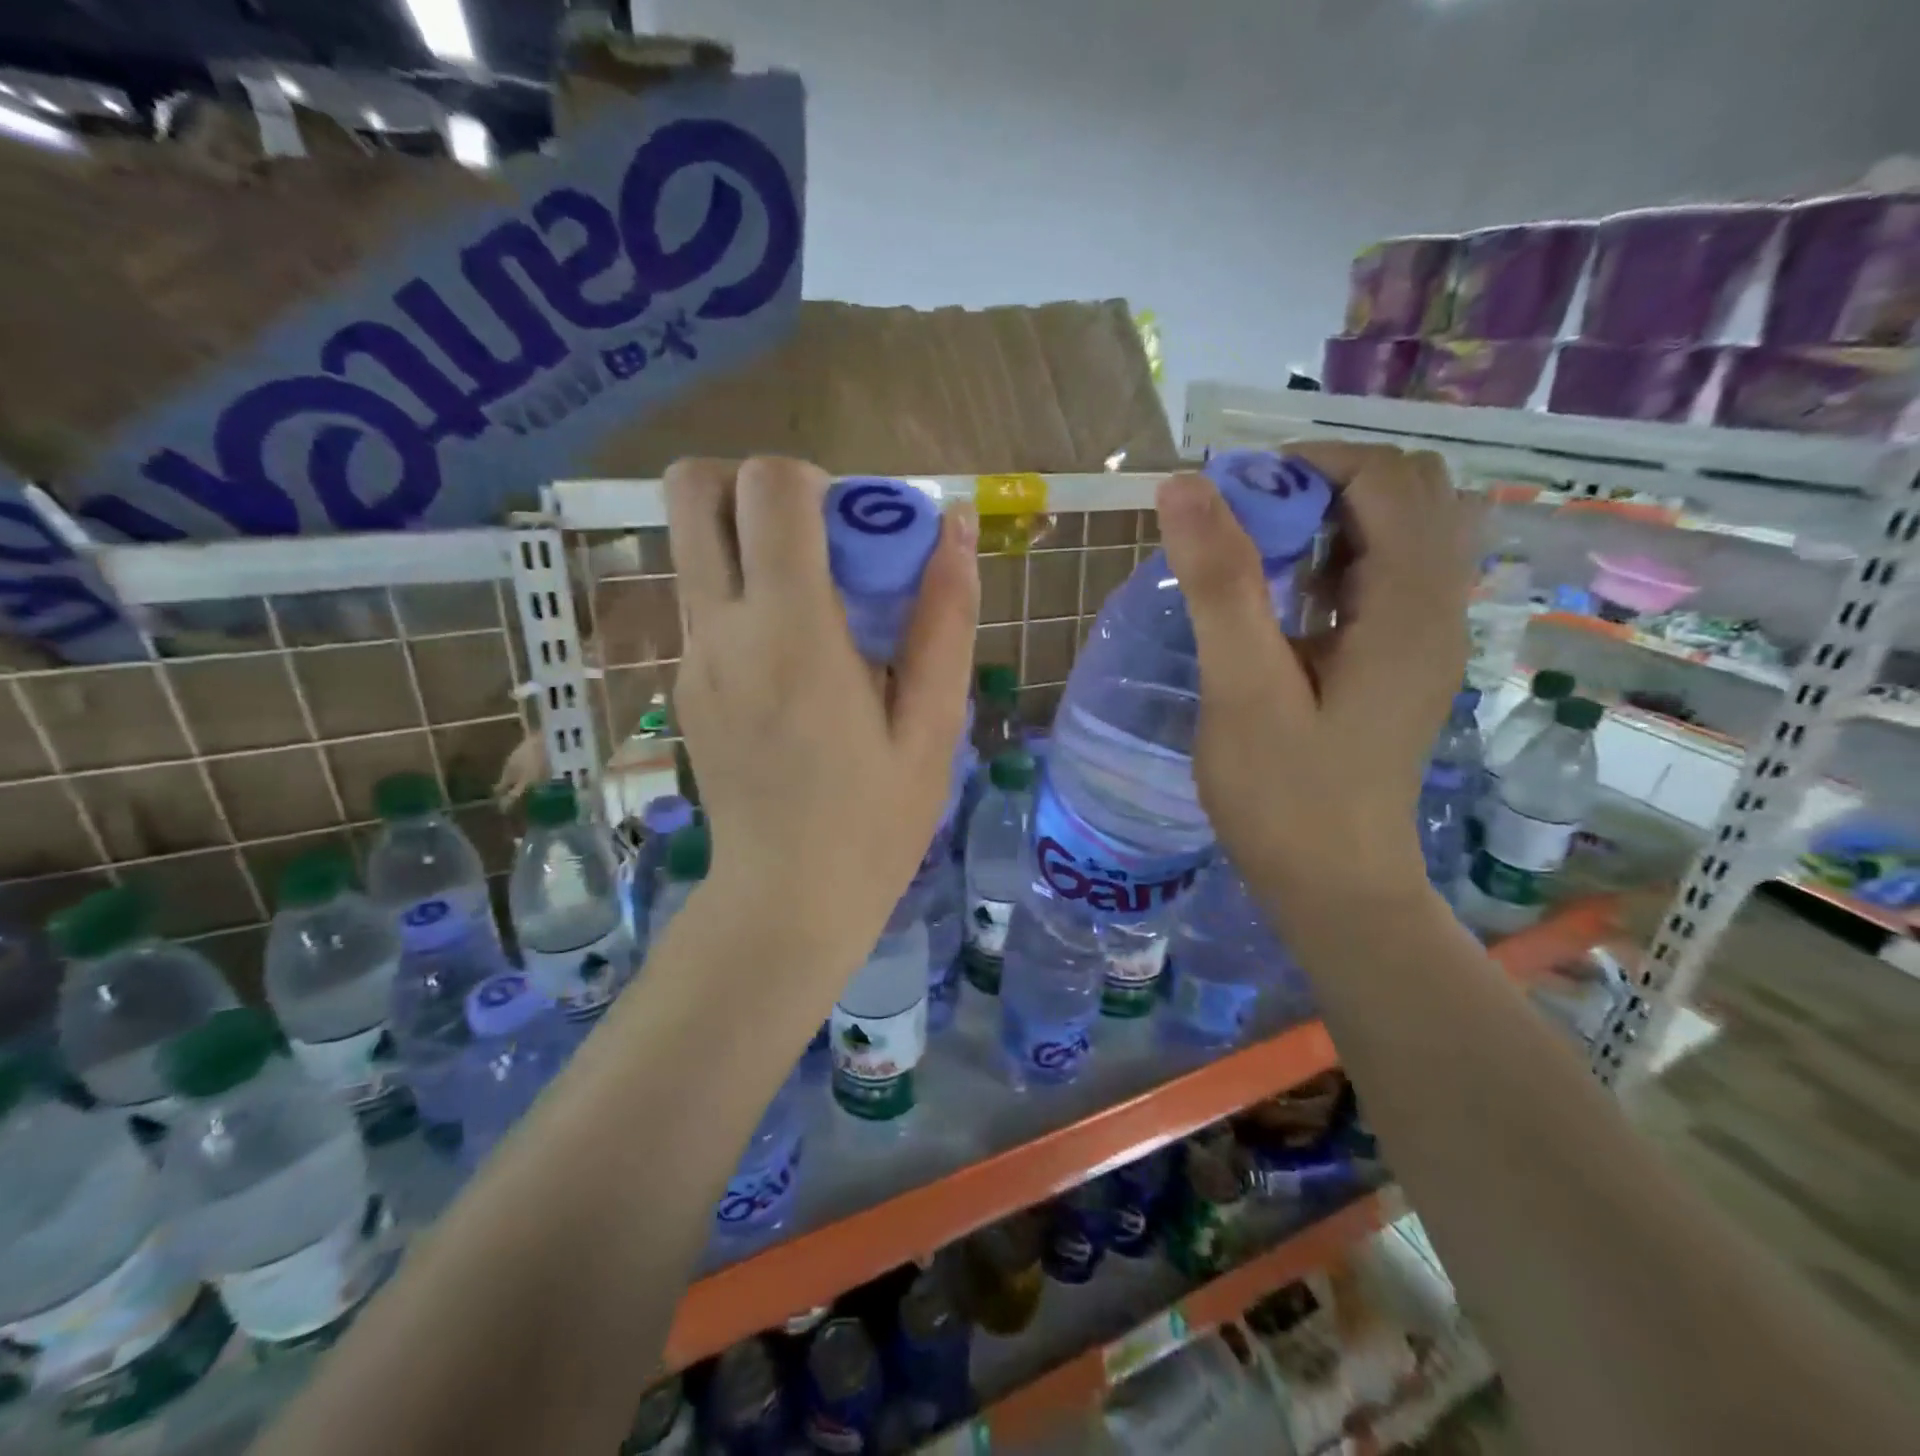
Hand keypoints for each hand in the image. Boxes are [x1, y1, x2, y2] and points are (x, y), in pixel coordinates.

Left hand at [664, 457, 979, 966]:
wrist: (785, 901)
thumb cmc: (874, 822)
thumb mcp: (932, 725)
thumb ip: (945, 617)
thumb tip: (954, 525)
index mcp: (791, 633)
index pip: (767, 488)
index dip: (813, 480)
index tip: (857, 529)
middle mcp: (722, 629)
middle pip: (692, 489)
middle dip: (756, 485)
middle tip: (822, 541)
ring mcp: (691, 657)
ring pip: (692, 541)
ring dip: (752, 538)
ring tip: (821, 604)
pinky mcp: (683, 683)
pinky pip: (705, 598)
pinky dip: (747, 591)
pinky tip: (798, 659)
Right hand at [1156, 443, 1478, 913]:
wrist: (1334, 888)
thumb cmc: (1285, 798)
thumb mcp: (1243, 689)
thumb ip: (1221, 584)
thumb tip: (1185, 486)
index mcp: (1410, 606)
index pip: (1386, 477)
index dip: (1307, 465)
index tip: (1230, 500)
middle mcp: (1437, 608)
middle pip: (1404, 493)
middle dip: (1318, 487)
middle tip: (1242, 529)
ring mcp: (1424, 637)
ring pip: (1394, 533)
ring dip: (1323, 524)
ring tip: (1254, 563)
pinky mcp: (1400, 662)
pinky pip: (1379, 579)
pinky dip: (1330, 564)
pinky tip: (1279, 605)